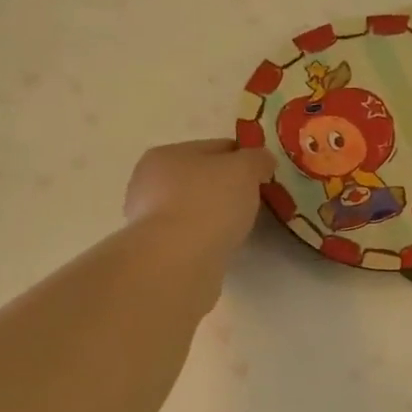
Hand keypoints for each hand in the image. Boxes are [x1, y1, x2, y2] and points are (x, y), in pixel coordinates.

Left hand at [123, 139, 273, 263]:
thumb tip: (262, 161)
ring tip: (239, 228)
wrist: (178, 262)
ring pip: (193, 210)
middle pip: (199, 179)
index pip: (213, 148)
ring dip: (214, 216)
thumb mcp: (244, 170)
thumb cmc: (208, 204)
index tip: (263, 174)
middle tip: (253, 203)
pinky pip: (189, 238)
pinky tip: (220, 247)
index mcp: (165, 155)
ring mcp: (148, 222)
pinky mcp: (157, 253)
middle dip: (225, 188)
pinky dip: (205, 239)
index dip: (242, 158)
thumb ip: (256, 159)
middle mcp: (148, 185)